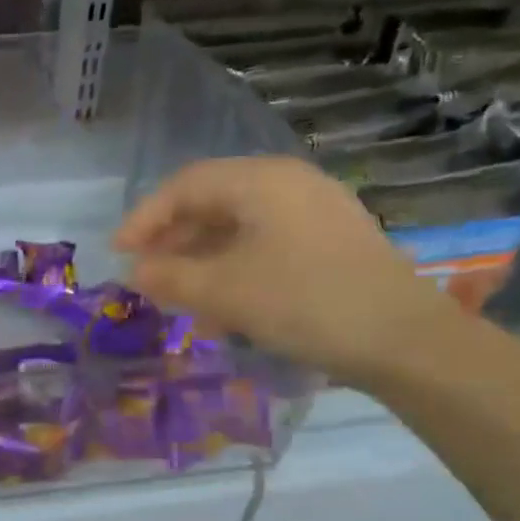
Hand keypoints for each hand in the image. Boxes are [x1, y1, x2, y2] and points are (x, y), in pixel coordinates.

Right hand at [112, 156, 459, 385]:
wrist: (402, 339)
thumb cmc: (302, 302)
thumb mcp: (222, 291)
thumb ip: (169, 277)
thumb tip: (135, 271)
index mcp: (261, 181)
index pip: (184, 186)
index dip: (143, 218)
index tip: (117, 254)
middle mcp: (288, 185)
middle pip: (211, 203)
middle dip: (171, 241)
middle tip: (144, 276)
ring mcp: (313, 213)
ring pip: (236, 229)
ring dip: (199, 261)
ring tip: (177, 299)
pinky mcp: (328, 243)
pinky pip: (263, 246)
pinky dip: (232, 270)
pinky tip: (221, 310)